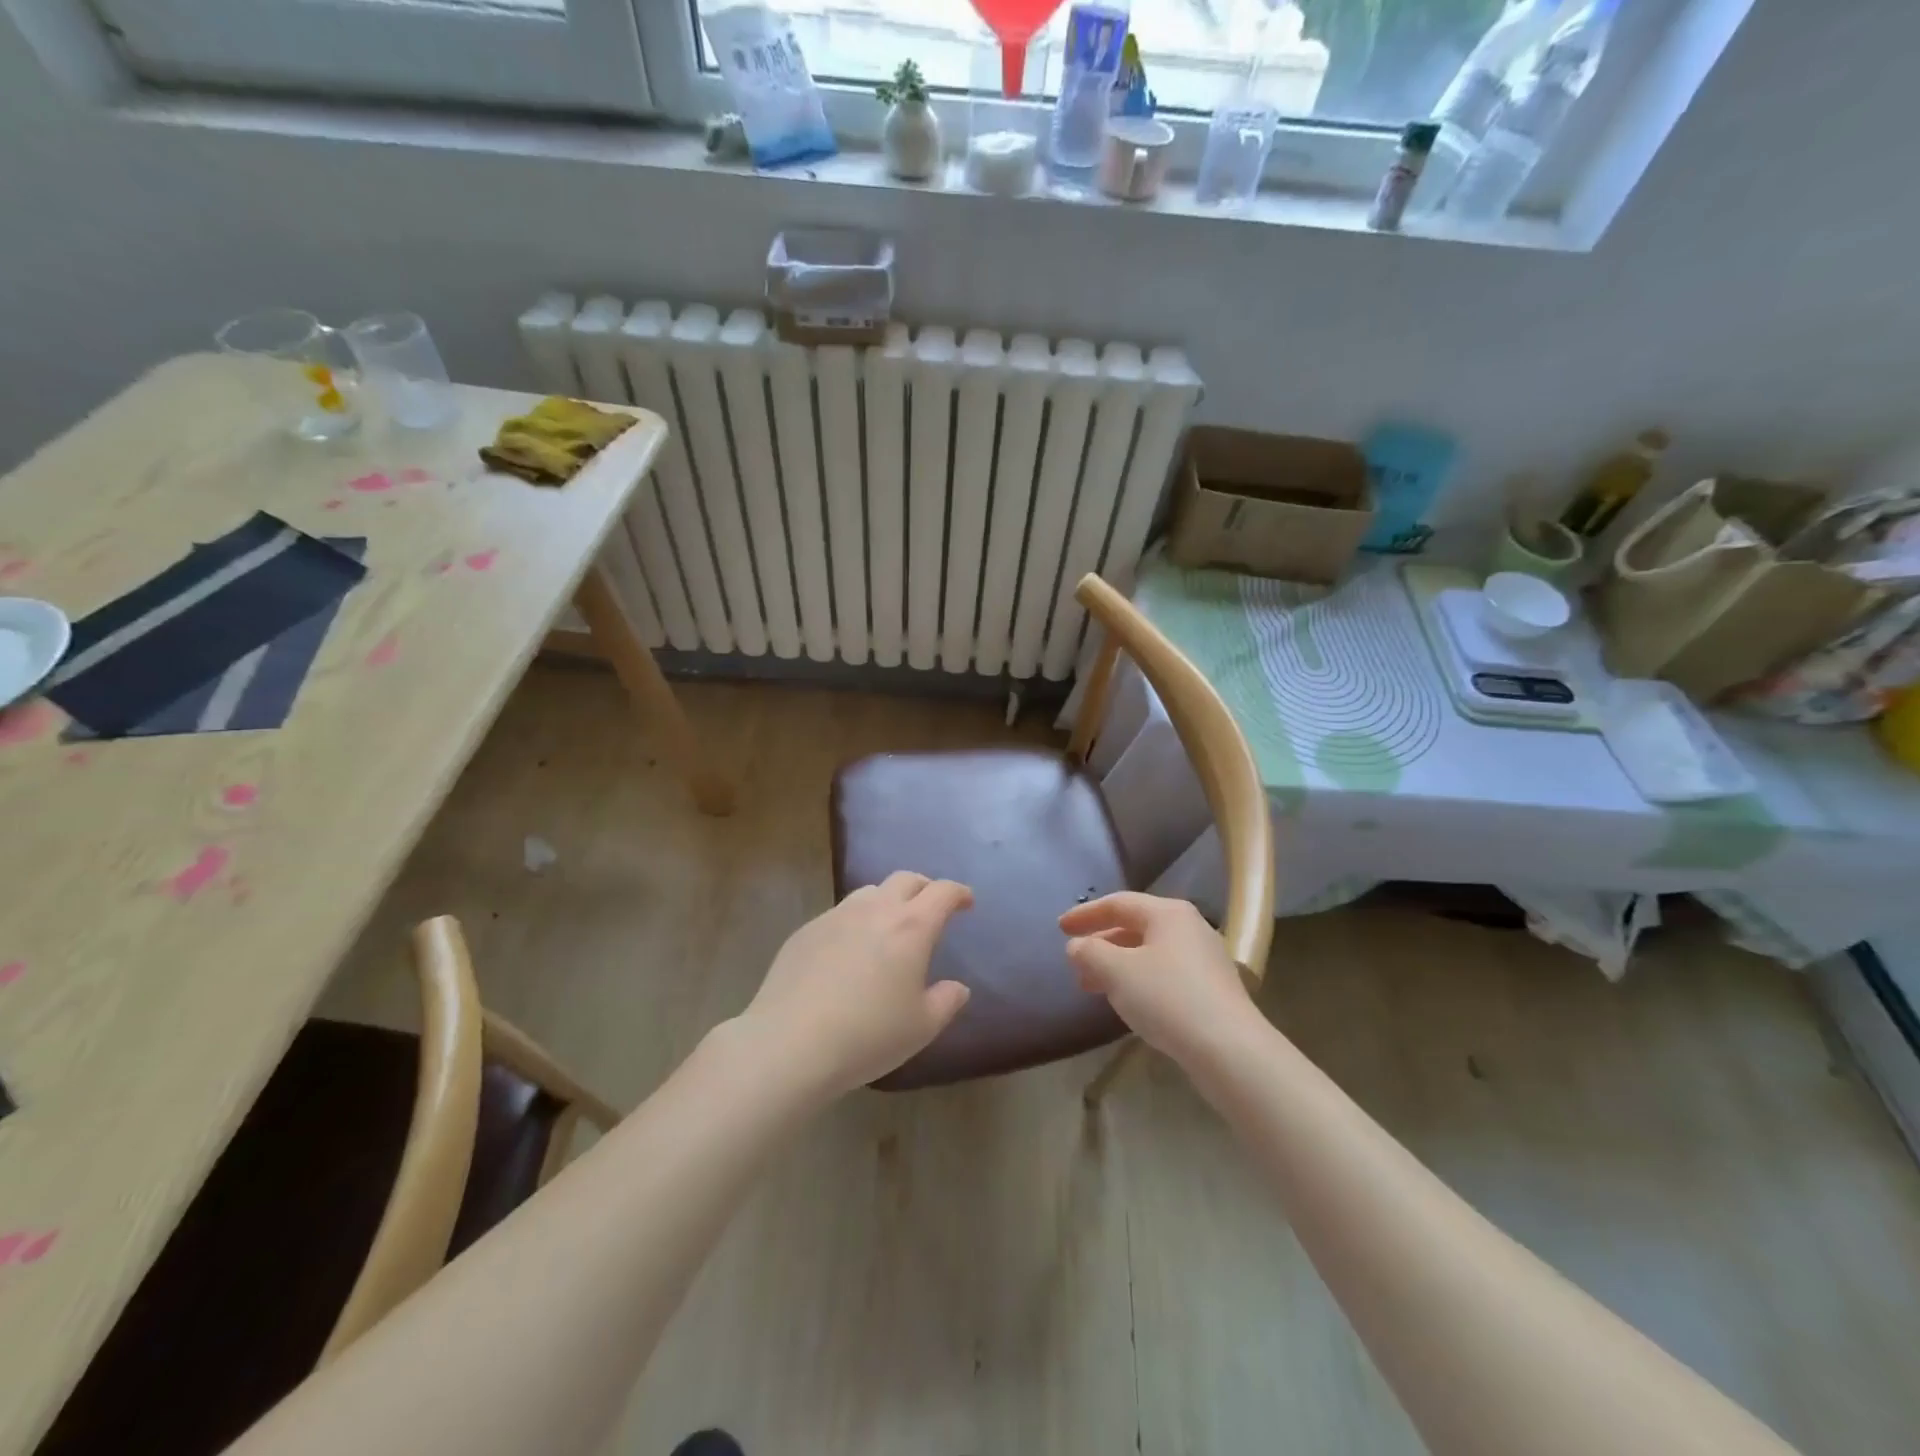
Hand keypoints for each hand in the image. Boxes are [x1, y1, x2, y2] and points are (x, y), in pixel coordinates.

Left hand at [738, 872, 973, 1097]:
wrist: (790, 1043)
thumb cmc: (868, 1035)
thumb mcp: (921, 1027)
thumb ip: (946, 1001)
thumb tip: (957, 987)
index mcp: (911, 927)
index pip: (942, 892)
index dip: (958, 893)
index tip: (966, 902)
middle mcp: (875, 909)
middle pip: (906, 879)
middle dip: (924, 888)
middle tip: (930, 908)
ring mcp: (836, 916)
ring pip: (870, 892)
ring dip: (887, 900)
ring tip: (889, 926)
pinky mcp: (806, 930)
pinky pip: (839, 914)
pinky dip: (855, 921)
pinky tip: (848, 952)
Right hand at [1060, 892, 1258, 1063]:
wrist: (1230, 1049)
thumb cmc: (1168, 998)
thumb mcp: (1117, 972)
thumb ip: (1090, 953)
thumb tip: (1077, 946)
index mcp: (1168, 913)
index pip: (1118, 903)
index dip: (1086, 914)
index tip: (1060, 929)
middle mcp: (1189, 927)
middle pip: (1135, 926)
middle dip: (1101, 944)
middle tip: (1075, 962)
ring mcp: (1204, 958)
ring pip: (1149, 952)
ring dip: (1117, 965)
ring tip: (1093, 986)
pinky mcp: (1212, 988)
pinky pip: (1165, 973)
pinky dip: (1139, 980)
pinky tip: (1127, 1002)